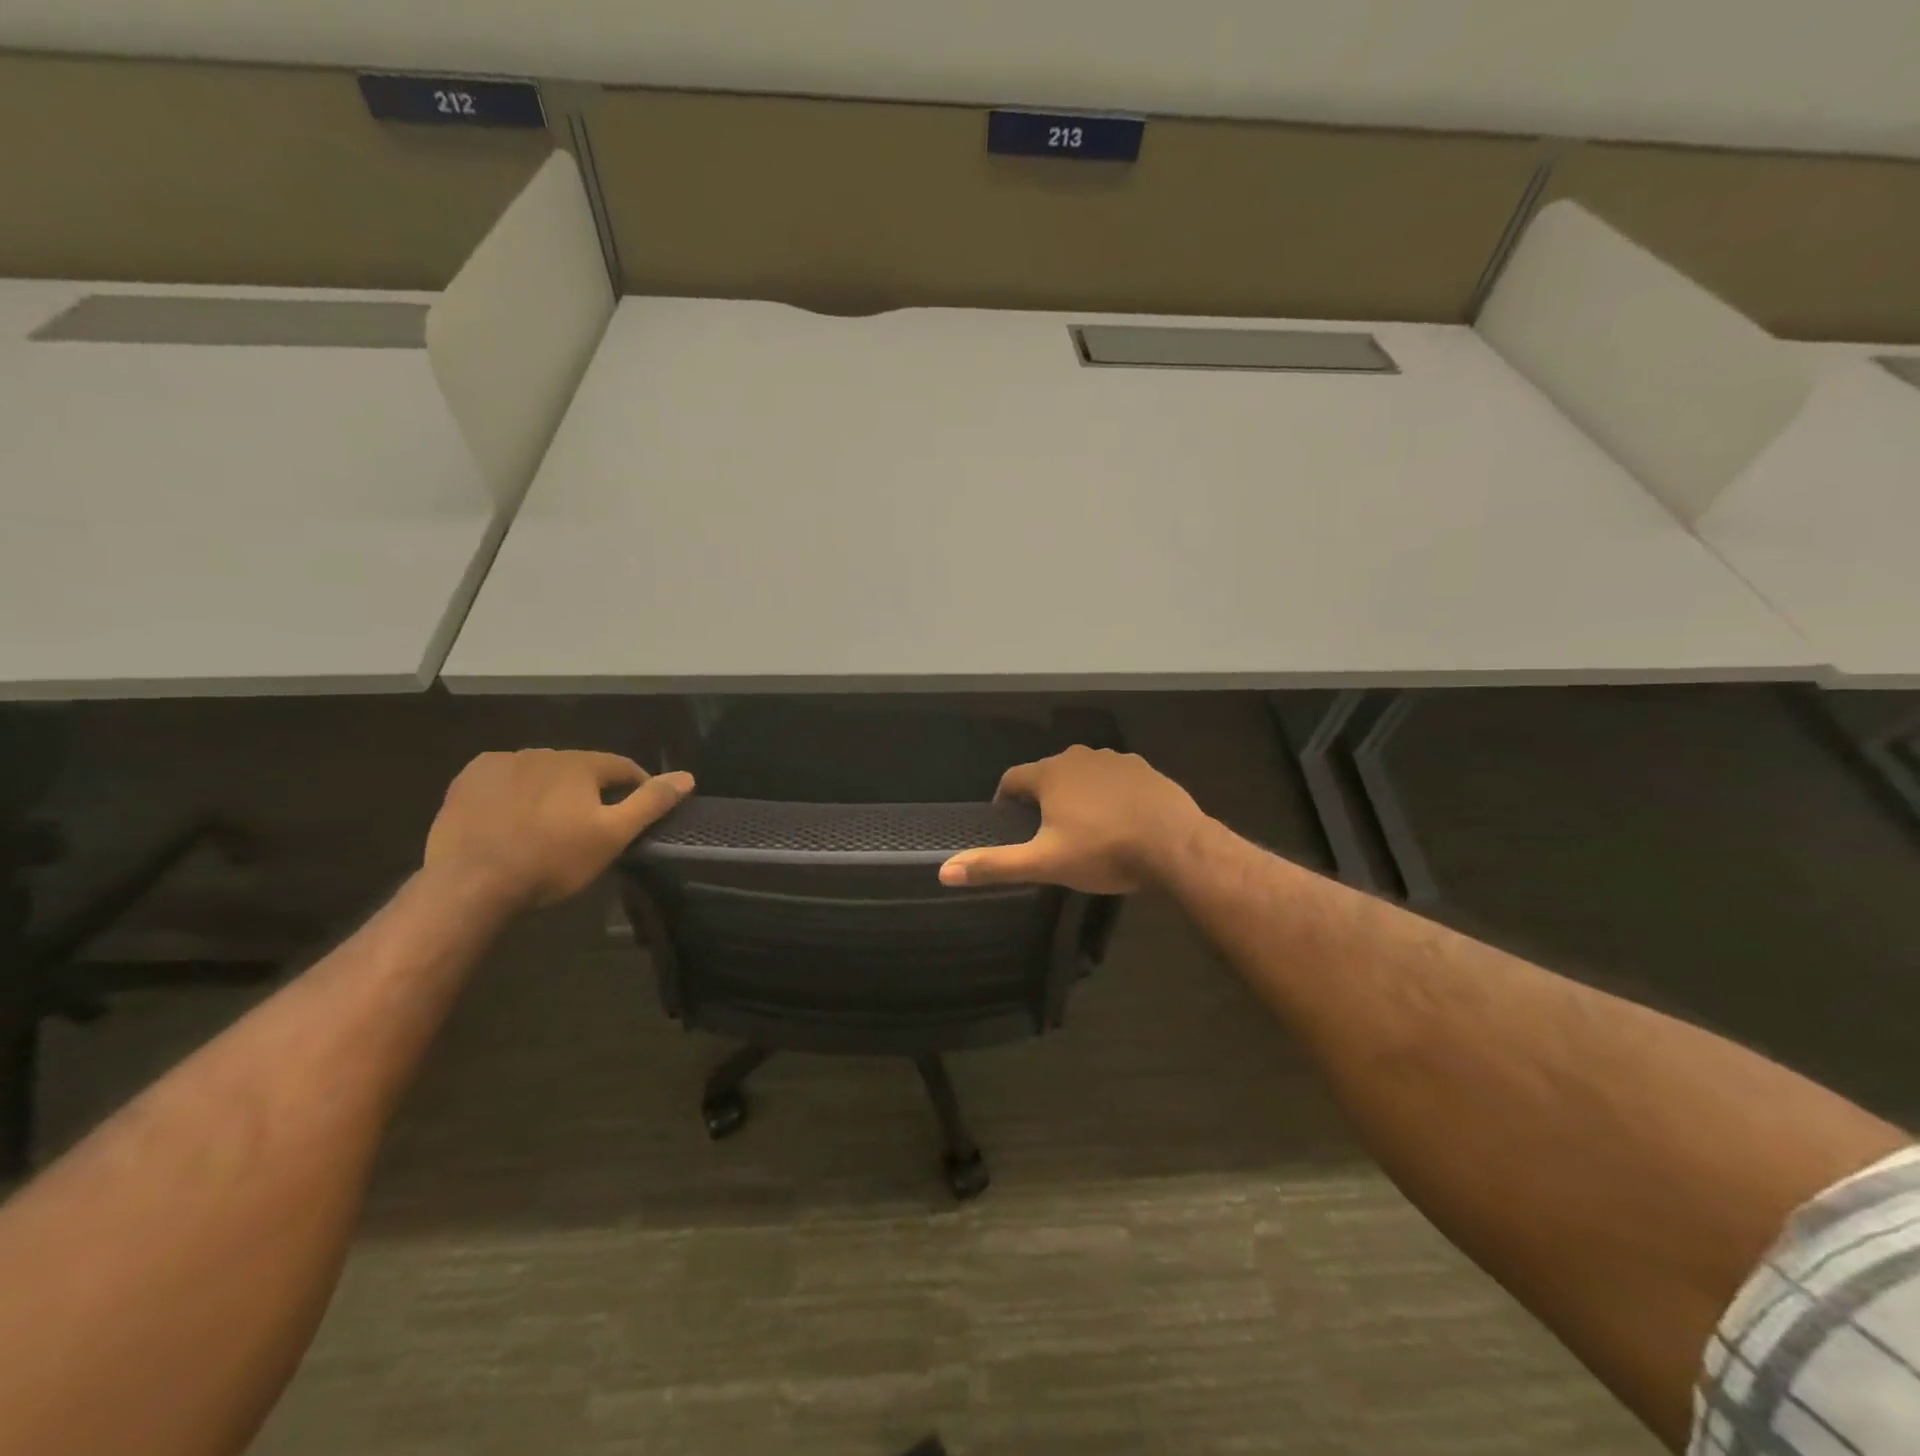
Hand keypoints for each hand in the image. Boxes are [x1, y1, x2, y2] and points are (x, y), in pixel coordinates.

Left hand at [424, 750, 693, 909]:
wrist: (470, 883)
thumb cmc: (552, 860)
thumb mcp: (612, 836)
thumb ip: (650, 803)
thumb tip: (687, 776)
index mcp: (580, 763)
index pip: (622, 767)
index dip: (637, 787)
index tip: (638, 813)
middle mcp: (542, 752)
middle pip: (580, 769)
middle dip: (591, 791)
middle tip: (591, 826)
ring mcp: (501, 763)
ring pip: (542, 772)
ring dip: (552, 790)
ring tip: (550, 825)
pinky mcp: (468, 780)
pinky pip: (505, 779)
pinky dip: (515, 793)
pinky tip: (512, 819)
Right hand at [938, 746, 1203, 893]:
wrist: (1176, 846)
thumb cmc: (1104, 852)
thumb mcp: (1044, 863)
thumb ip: (995, 864)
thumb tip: (944, 871)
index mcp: (1050, 773)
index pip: (1012, 778)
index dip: (1004, 801)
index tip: (1008, 824)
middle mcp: (1079, 756)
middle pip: (1047, 774)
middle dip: (1041, 799)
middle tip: (1045, 834)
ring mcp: (1115, 760)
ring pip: (1082, 775)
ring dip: (1075, 795)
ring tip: (1083, 830)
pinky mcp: (1145, 769)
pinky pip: (1114, 779)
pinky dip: (1108, 795)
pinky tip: (1119, 821)